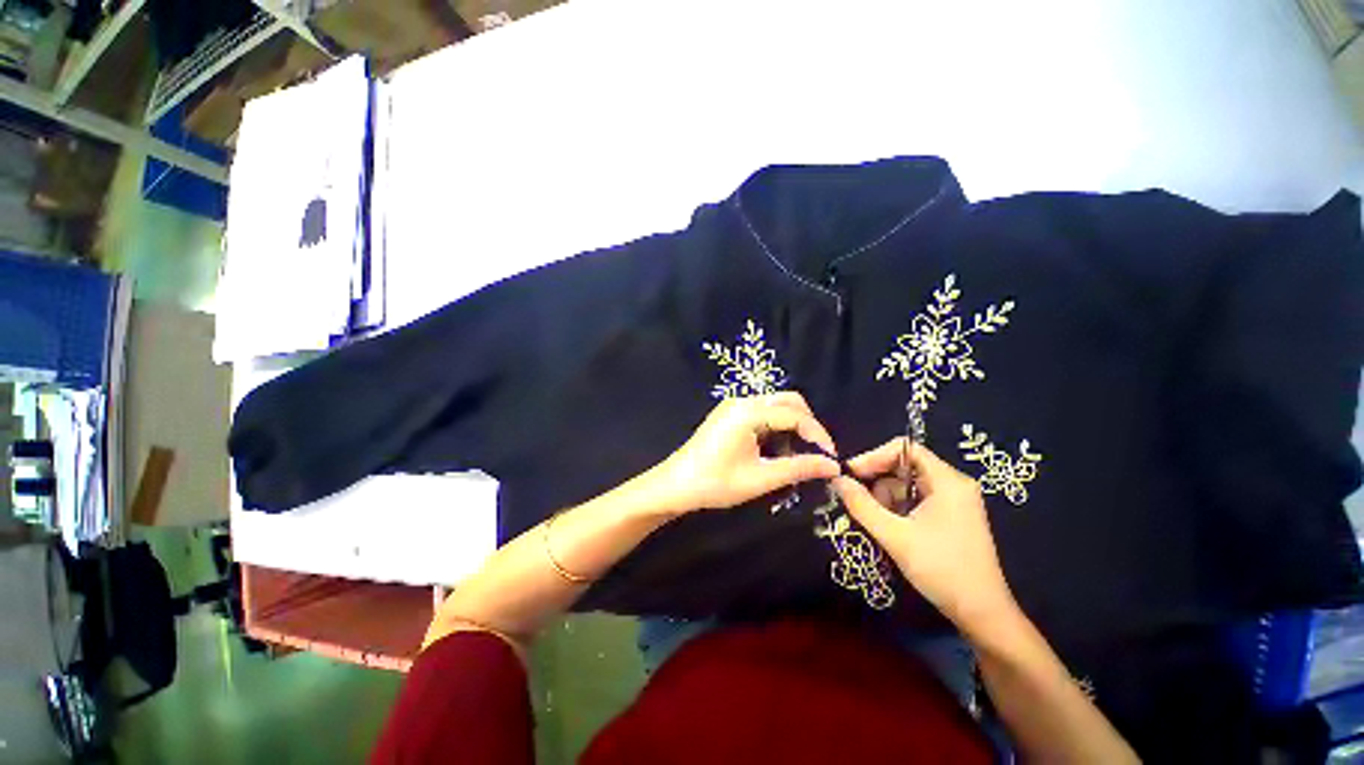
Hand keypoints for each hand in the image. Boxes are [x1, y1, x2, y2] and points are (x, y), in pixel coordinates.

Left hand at [651, 392, 839, 514]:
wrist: (675, 485)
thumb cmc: (715, 483)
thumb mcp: (760, 478)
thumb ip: (798, 468)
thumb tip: (832, 465)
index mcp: (748, 412)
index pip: (796, 414)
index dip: (818, 435)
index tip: (831, 458)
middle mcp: (742, 400)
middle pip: (788, 401)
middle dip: (807, 425)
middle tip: (815, 454)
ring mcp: (734, 406)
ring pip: (776, 407)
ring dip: (791, 428)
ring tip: (793, 458)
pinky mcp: (729, 414)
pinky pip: (762, 413)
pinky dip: (776, 429)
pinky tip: (774, 453)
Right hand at [832, 439, 1019, 635]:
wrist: (982, 614)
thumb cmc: (941, 569)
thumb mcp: (895, 536)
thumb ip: (861, 504)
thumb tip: (836, 479)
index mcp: (947, 481)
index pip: (904, 448)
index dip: (874, 457)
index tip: (851, 474)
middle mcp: (953, 484)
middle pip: (904, 466)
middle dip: (878, 482)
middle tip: (859, 502)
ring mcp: (954, 501)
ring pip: (908, 484)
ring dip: (886, 498)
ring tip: (878, 522)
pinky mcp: (952, 517)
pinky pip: (916, 500)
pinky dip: (898, 509)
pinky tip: (891, 528)